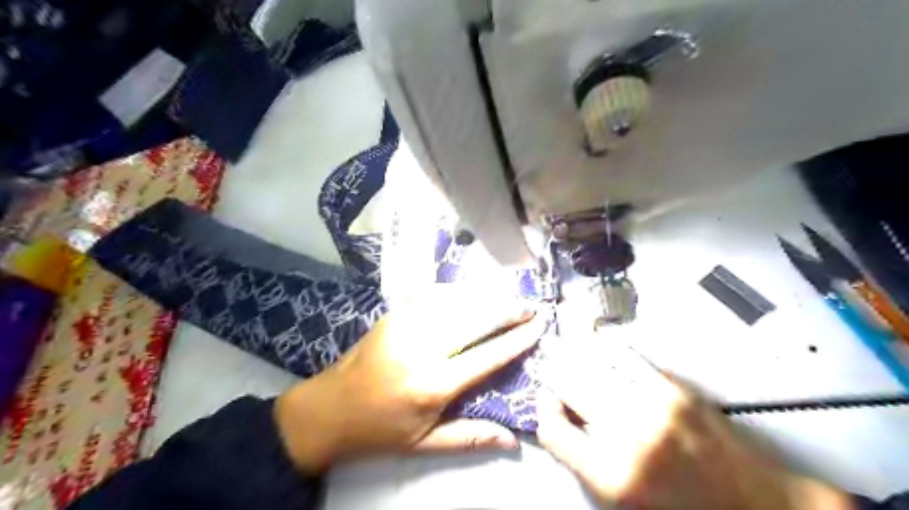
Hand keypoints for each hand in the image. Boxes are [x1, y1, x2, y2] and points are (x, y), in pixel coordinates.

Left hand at [277, 287, 546, 472]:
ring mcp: (405, 326)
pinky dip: (457, 291)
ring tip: (508, 296)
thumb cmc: (380, 430)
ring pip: (455, 301)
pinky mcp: (394, 315)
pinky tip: (472, 292)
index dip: (517, 339)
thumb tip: (513, 440)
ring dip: (485, 296)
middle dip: (506, 310)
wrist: (329, 409)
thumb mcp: (424, 444)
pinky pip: (432, 295)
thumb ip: (470, 437)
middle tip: (530, 305)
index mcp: (432, 384)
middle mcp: (422, 348)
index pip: (487, 356)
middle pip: (474, 320)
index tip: (538, 326)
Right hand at [535, 340, 855, 509]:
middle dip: (553, 375)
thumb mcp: (623, 502)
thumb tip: (560, 421)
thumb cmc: (684, 509)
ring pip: (593, 365)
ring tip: (562, 345)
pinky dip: (604, 348)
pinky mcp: (676, 388)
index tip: (546, 403)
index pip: (551, 430)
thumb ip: (584, 461)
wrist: (758, 505)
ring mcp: (653, 405)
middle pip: (568, 387)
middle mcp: (628, 435)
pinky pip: (625, 357)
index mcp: (612, 475)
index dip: (542, 412)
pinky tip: (595, 341)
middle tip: (548, 365)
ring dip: (573, 354)